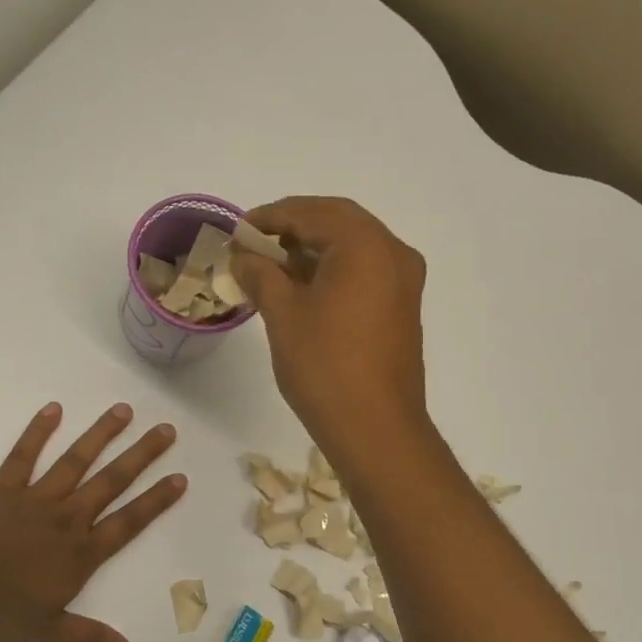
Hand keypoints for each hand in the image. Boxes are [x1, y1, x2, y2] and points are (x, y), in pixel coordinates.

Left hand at [0, 402, 184, 641]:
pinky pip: (23, 456)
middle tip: (166, 429)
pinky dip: (38, 432)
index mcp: (80, 552)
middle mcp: (66, 518)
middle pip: (111, 482)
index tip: (180, 477)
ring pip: (75, 461)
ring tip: (123, 410)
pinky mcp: (4, 488)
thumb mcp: (48, 630)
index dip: (156, 501)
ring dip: (100, 435)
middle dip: (141, 456)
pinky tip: (53, 409)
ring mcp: (36, 499)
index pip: (128, 522)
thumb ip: (90, 639)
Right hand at [230, 197, 429, 462]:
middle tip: (253, 242)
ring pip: (353, 246)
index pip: (311, 212)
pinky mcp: (402, 307)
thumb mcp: (283, 314)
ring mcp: (404, 281)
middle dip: (293, 226)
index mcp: (365, 245)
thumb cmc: (325, 366)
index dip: (269, 217)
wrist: (375, 429)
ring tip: (272, 263)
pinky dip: (333, 268)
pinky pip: (365, 270)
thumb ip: (261, 273)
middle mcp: (393, 252)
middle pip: (338, 221)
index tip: (237, 231)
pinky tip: (303, 286)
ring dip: (313, 247)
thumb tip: (242, 256)